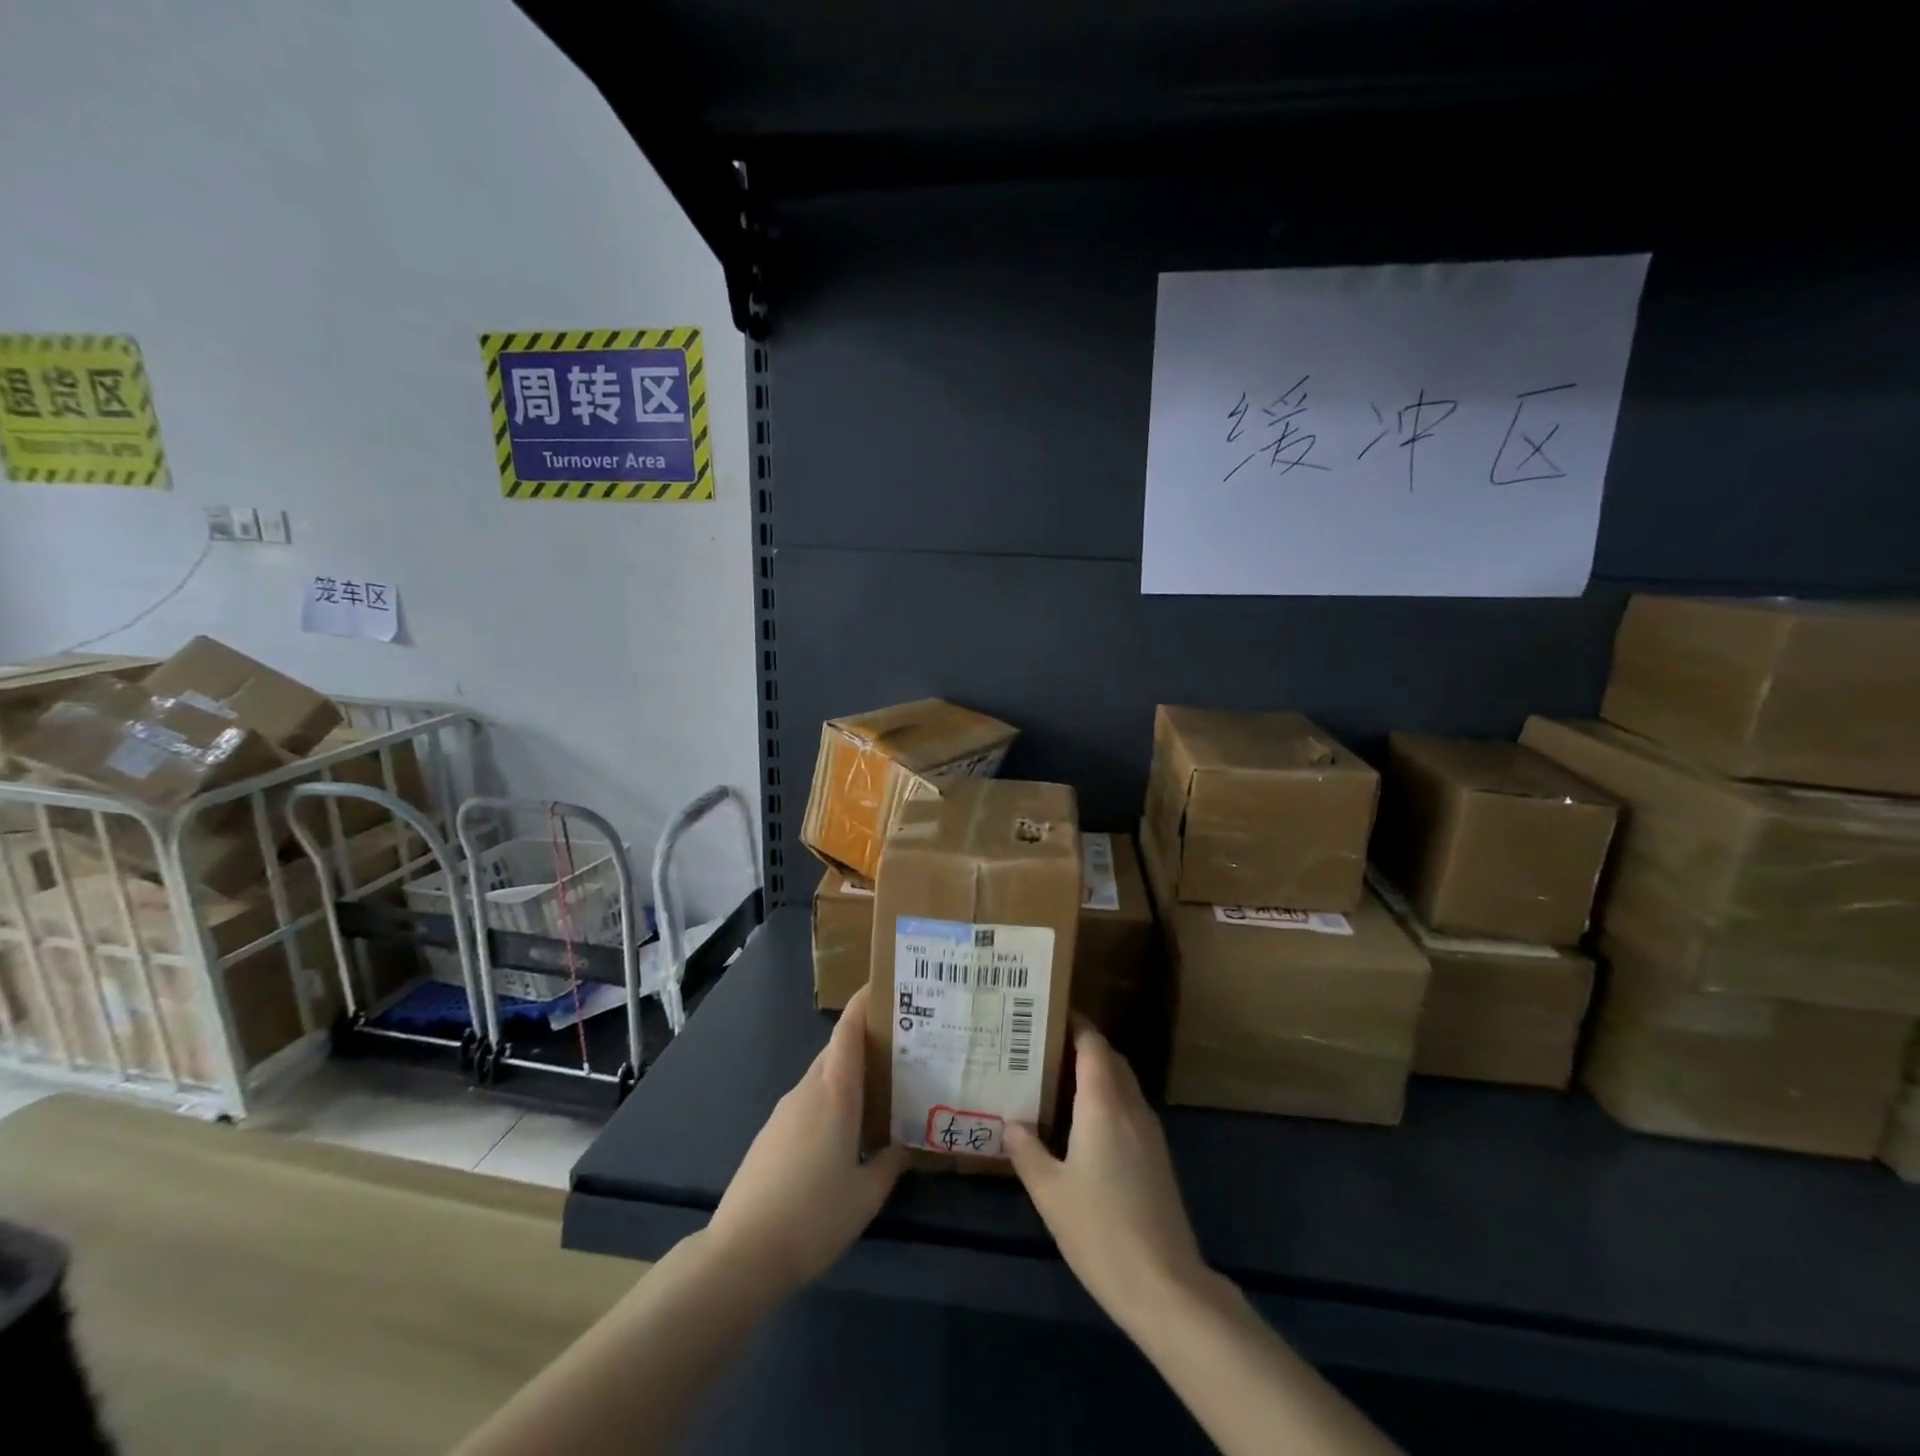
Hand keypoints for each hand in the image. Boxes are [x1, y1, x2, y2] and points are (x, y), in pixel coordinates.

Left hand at [706, 984, 906, 1294]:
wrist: (742, 1253)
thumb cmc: (814, 1217)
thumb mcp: (866, 1195)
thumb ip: (889, 1164)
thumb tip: (903, 1144)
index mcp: (835, 1093)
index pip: (848, 1031)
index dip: (863, 1004)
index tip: (882, 987)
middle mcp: (807, 1091)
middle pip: (836, 1052)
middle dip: (864, 1044)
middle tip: (898, 1051)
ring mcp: (783, 1112)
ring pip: (820, 1079)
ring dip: (845, 1077)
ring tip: (876, 1093)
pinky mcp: (769, 1135)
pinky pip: (806, 1103)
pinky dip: (827, 1102)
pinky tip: (842, 1133)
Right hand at [1006, 1021, 1208, 1330]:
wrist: (1164, 1285)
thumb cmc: (1100, 1231)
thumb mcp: (1050, 1192)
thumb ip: (1027, 1151)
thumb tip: (1010, 1122)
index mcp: (1103, 1104)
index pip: (1093, 1044)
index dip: (1074, 1024)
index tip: (1047, 1014)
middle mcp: (1130, 1107)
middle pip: (1110, 1058)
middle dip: (1082, 1045)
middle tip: (1045, 1046)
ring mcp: (1149, 1132)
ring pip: (1123, 1083)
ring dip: (1097, 1072)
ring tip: (1059, 1078)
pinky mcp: (1157, 1156)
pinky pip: (1129, 1108)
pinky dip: (1108, 1098)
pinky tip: (1084, 1123)